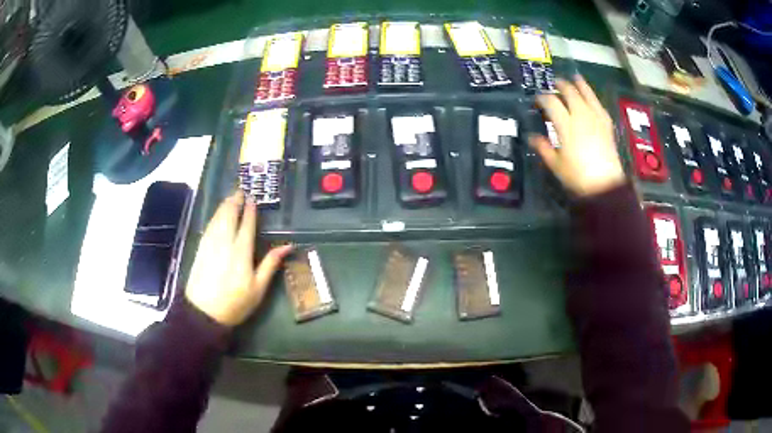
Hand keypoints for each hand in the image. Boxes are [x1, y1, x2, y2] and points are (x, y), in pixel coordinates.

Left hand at [185, 192, 292, 326]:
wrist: (203, 313)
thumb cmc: (235, 303)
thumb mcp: (258, 289)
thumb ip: (271, 264)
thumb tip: (288, 246)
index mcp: (241, 252)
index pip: (246, 224)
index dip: (250, 210)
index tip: (253, 199)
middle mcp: (224, 243)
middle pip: (229, 216)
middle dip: (235, 202)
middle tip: (240, 191)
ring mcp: (210, 244)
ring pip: (217, 218)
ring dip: (224, 206)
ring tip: (230, 197)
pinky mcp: (201, 249)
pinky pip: (209, 226)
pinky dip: (215, 216)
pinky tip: (217, 215)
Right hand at [529, 76, 625, 196]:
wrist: (604, 184)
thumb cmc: (577, 176)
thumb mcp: (556, 164)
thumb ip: (543, 147)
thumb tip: (532, 137)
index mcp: (566, 124)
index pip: (551, 102)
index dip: (542, 98)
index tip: (538, 99)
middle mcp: (581, 116)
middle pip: (569, 92)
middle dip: (560, 85)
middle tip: (555, 83)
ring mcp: (595, 118)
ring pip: (586, 94)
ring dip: (579, 84)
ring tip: (575, 78)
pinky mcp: (606, 124)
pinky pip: (598, 104)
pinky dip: (593, 98)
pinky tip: (591, 97)